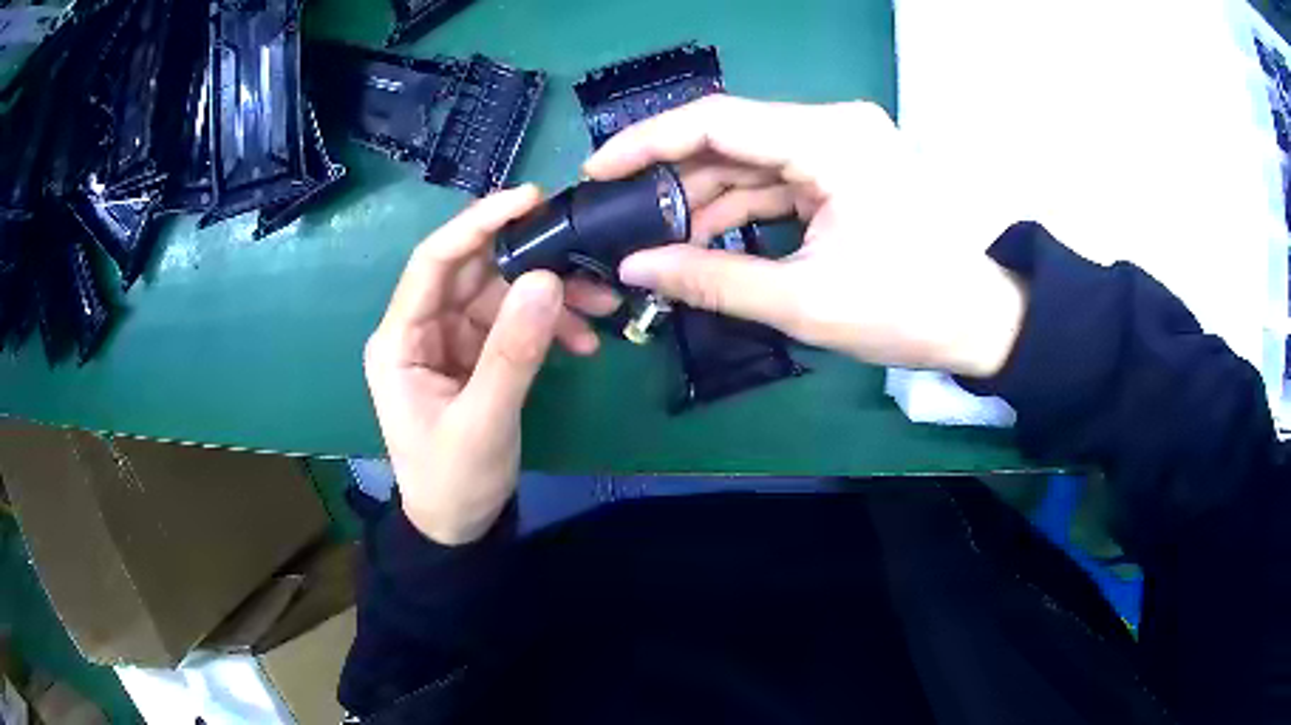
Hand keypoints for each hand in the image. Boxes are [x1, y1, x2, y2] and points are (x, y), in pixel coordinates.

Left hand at [364, 186, 618, 544]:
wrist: (457, 526)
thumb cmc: (453, 481)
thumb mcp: (483, 422)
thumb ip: (513, 352)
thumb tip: (548, 280)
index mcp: (400, 340)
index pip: (434, 262)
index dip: (479, 224)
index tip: (531, 200)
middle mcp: (422, 329)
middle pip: (476, 272)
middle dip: (532, 262)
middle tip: (586, 255)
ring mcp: (451, 340)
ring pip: (503, 294)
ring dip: (552, 296)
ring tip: (601, 306)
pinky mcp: (477, 355)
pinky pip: (516, 324)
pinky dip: (550, 326)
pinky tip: (584, 341)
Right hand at [584, 96, 1026, 377]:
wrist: (977, 321)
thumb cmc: (906, 310)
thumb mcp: (803, 301)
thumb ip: (711, 280)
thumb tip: (635, 268)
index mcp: (830, 140)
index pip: (717, 120)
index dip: (648, 142)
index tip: (599, 171)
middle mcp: (833, 125)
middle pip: (731, 136)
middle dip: (674, 176)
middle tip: (621, 213)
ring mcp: (841, 145)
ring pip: (751, 158)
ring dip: (705, 196)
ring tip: (658, 236)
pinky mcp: (845, 168)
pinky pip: (777, 177)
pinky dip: (741, 205)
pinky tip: (707, 236)